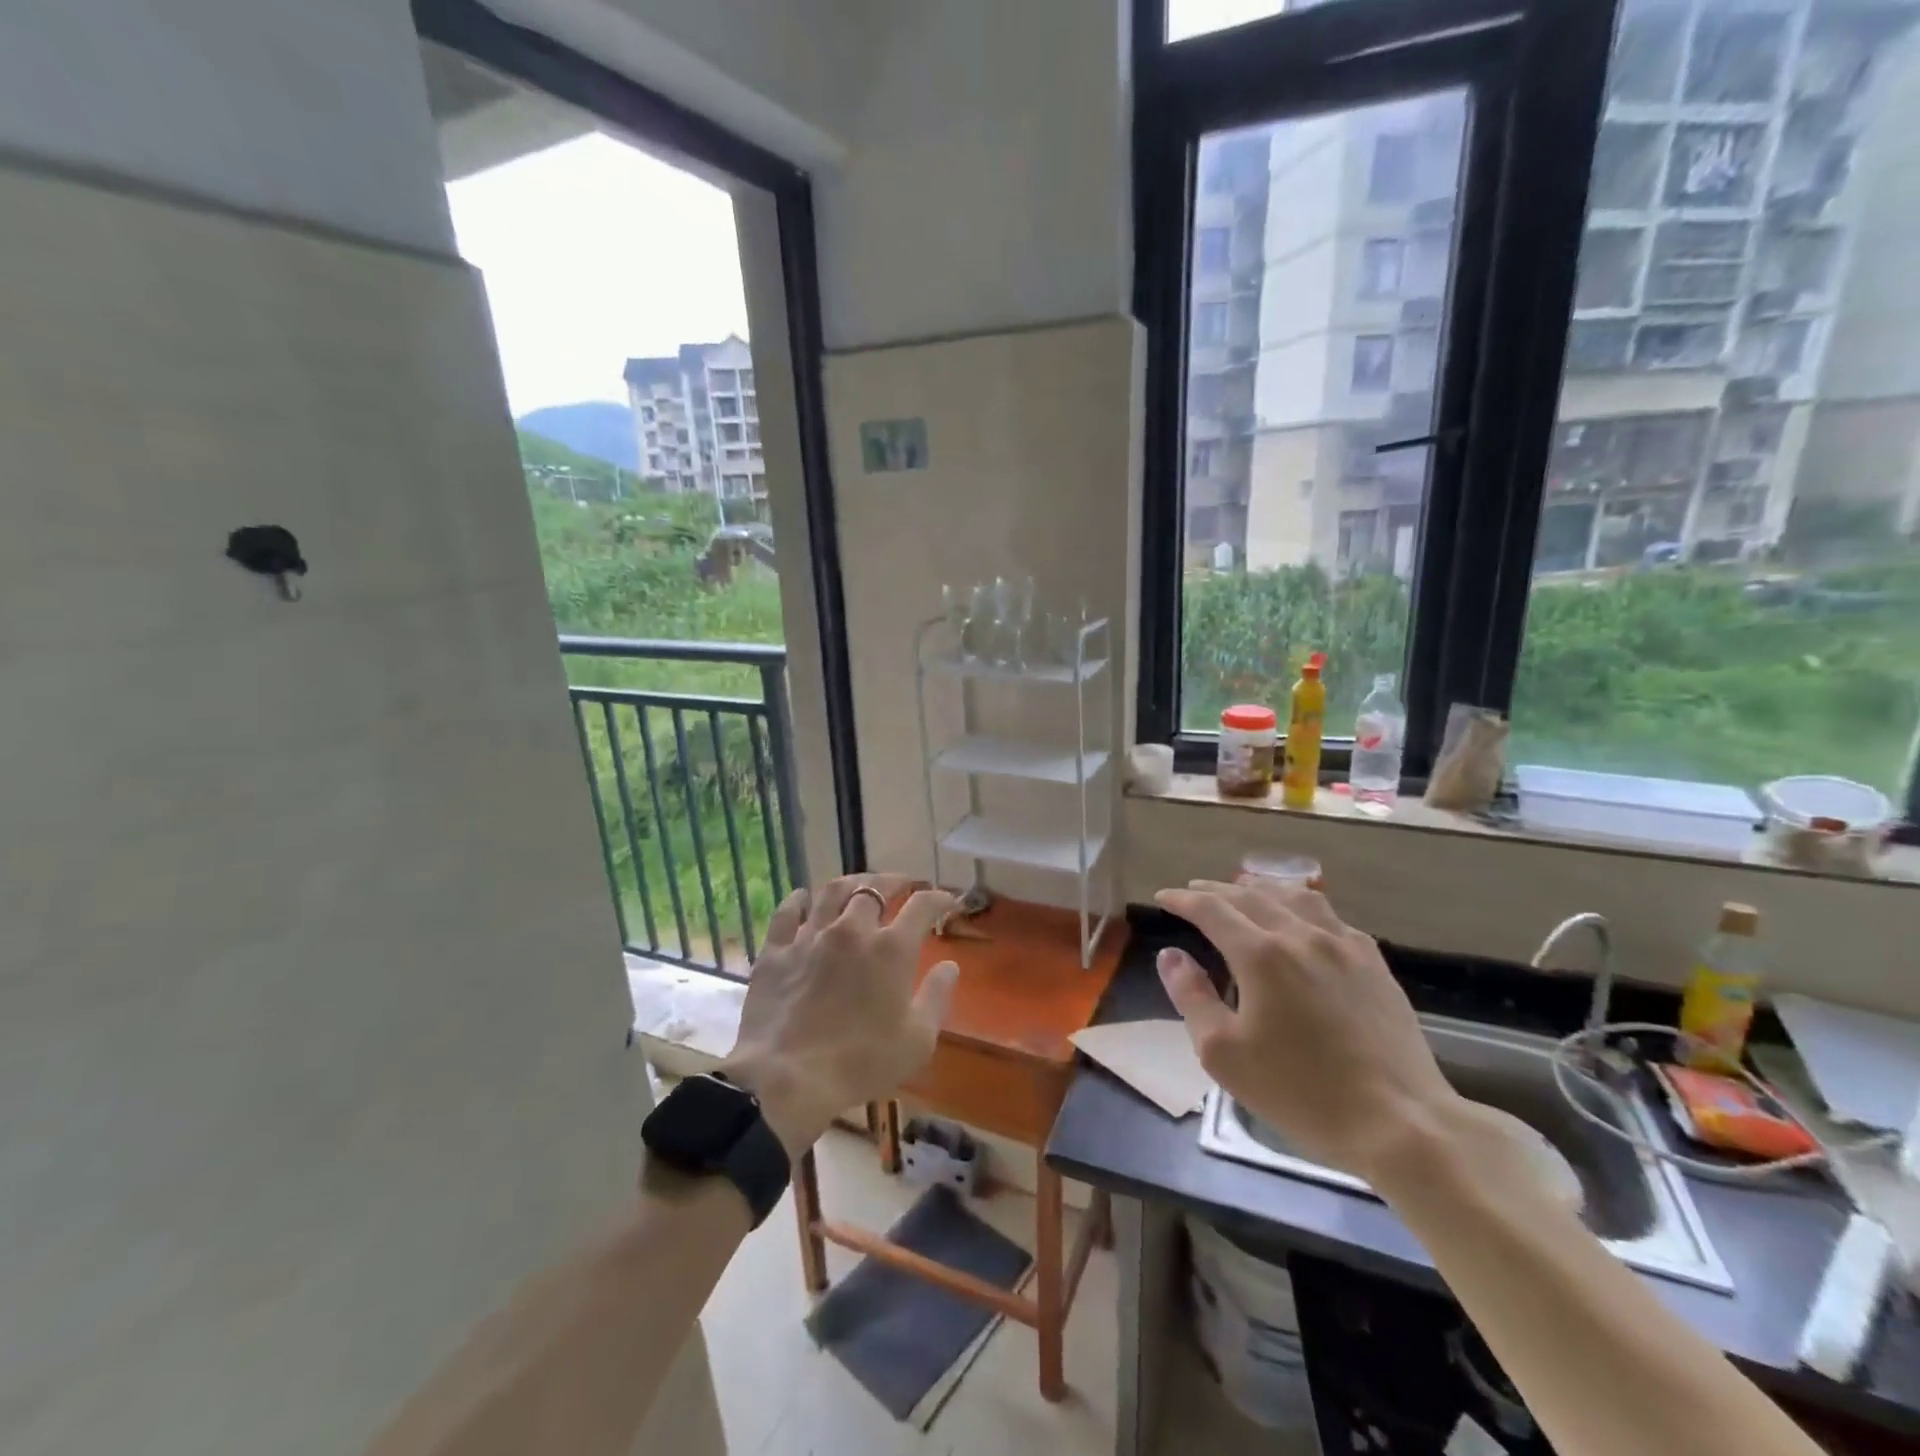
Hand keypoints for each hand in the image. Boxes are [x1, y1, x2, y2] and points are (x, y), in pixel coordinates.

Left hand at [722, 874, 958, 1157]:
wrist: (786, 1078)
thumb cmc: (860, 1063)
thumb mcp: (917, 1040)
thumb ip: (936, 997)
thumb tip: (950, 966)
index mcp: (891, 949)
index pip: (922, 906)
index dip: (938, 898)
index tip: (946, 900)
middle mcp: (852, 930)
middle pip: (875, 888)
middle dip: (894, 881)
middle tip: (903, 884)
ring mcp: (810, 936)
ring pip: (832, 891)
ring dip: (852, 882)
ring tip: (860, 884)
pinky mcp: (776, 951)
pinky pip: (787, 913)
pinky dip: (797, 900)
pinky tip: (803, 897)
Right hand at [1154, 878, 1460, 1181]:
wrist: (1401, 1123)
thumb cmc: (1301, 1092)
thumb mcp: (1224, 1053)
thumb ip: (1191, 997)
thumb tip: (1171, 956)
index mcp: (1261, 954)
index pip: (1211, 910)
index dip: (1182, 899)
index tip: (1163, 896)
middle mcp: (1301, 935)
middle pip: (1250, 895)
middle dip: (1216, 890)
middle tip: (1194, 890)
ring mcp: (1343, 946)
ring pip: (1295, 896)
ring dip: (1261, 888)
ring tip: (1244, 891)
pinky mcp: (1374, 963)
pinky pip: (1330, 917)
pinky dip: (1302, 906)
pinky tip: (1302, 920)